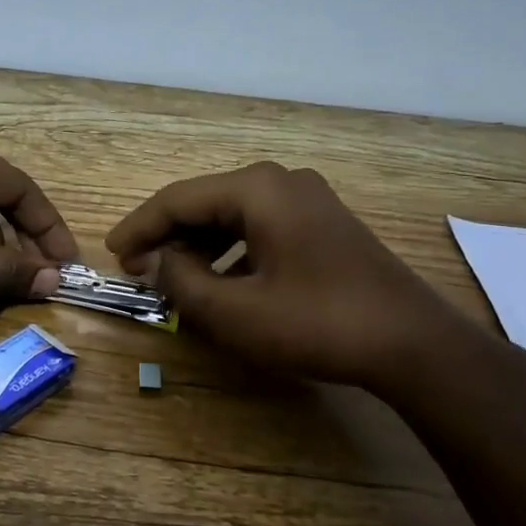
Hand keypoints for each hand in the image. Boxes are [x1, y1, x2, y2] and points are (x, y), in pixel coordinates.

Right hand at [105, 162, 473, 386]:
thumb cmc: (318, 323)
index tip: (113, 254)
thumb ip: (184, 282)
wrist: (412, 343)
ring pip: (233, 216)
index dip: (140, 228)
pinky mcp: (323, 223)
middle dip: (169, 237)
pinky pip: (260, 227)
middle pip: (206, 203)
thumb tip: (159, 262)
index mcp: (257, 189)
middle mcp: (281, 181)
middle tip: (140, 271)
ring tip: (175, 279)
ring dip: (199, 246)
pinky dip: (232, 251)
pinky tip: (223, 280)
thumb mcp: (237, 312)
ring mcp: (308, 199)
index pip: (178, 200)